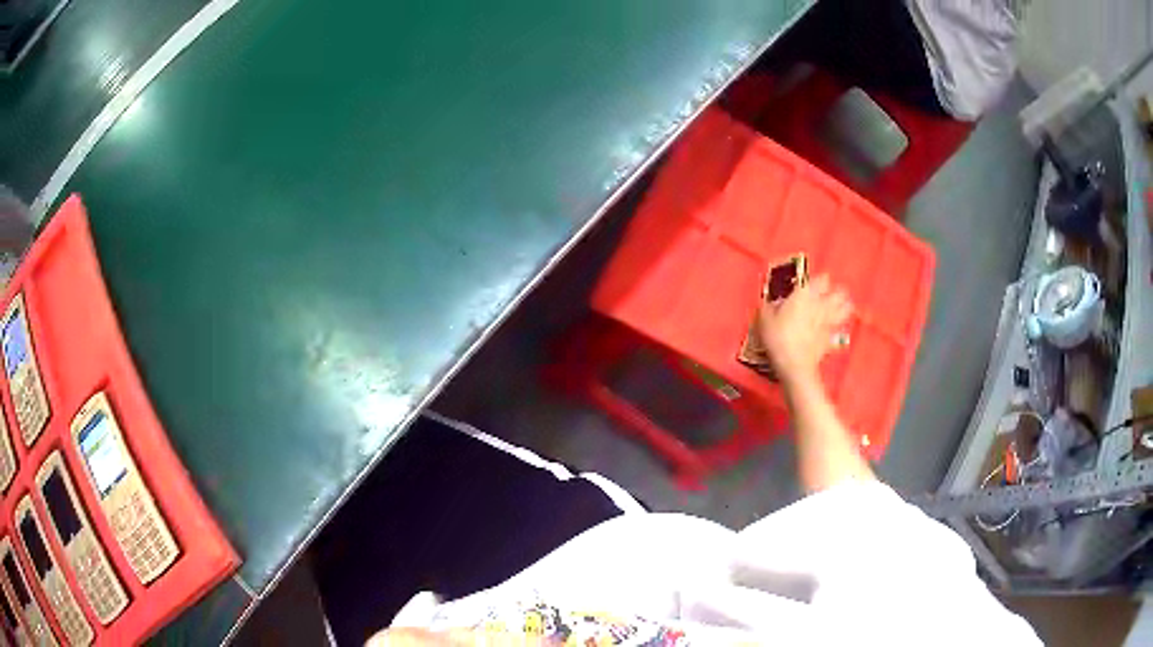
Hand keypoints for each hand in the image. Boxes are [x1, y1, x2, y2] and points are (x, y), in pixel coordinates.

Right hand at [757, 275, 851, 385]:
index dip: (819, 281)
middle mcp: (821, 305)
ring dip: (843, 307)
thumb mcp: (765, 319)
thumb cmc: (778, 338)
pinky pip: (839, 331)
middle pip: (840, 292)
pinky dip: (838, 330)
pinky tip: (834, 332)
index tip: (813, 284)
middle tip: (830, 295)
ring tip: (838, 308)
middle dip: (837, 292)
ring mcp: (829, 322)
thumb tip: (772, 303)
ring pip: (846, 309)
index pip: (822, 279)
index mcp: (805, 295)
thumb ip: (770, 307)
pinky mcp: (831, 340)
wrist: (794, 364)